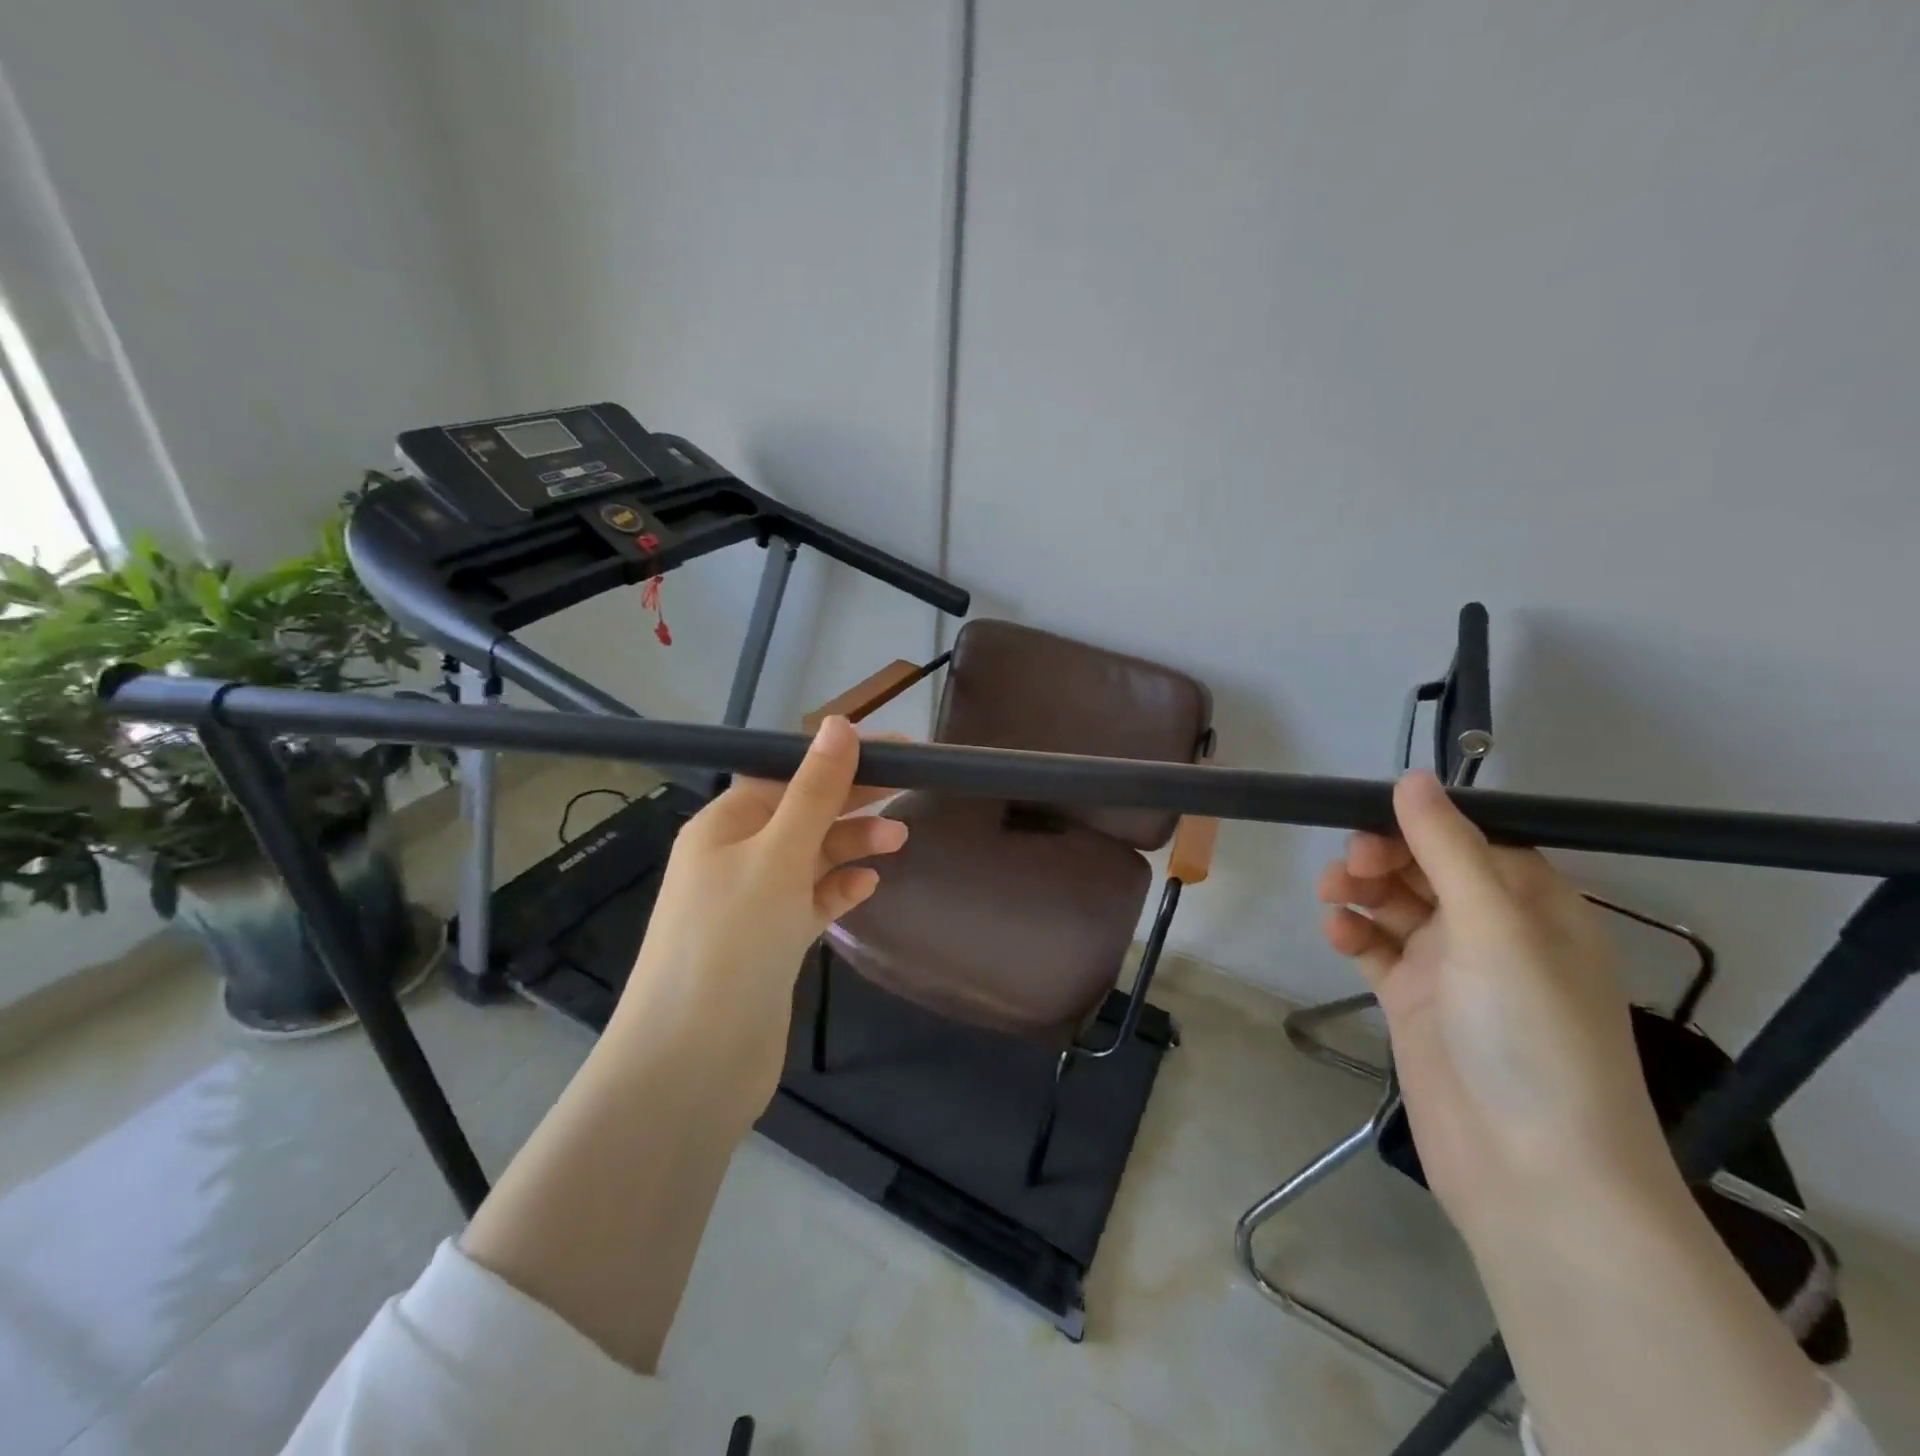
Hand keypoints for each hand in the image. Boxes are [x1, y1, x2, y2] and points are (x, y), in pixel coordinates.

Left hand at [607, 715, 906, 1126]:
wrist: (692, 1063)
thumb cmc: (731, 942)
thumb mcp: (778, 856)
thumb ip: (814, 792)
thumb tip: (841, 724)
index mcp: (723, 826)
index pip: (788, 776)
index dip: (840, 761)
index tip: (895, 752)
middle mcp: (734, 859)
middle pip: (803, 814)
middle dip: (853, 800)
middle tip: (912, 785)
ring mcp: (751, 904)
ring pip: (810, 859)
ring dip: (851, 845)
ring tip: (900, 840)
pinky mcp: (769, 945)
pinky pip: (810, 902)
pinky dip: (838, 889)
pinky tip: (868, 884)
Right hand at [1317, 771, 1675, 1229]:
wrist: (1533, 1174)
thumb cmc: (1530, 1036)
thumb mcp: (1494, 928)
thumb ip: (1447, 848)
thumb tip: (1411, 776)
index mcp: (1534, 905)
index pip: (1470, 839)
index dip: (1419, 825)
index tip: (1367, 820)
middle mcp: (1494, 930)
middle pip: (1425, 868)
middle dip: (1382, 857)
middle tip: (1350, 868)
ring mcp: (1451, 969)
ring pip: (1394, 905)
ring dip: (1360, 892)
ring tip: (1331, 897)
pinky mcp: (1414, 1003)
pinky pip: (1376, 950)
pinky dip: (1354, 935)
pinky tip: (1336, 935)